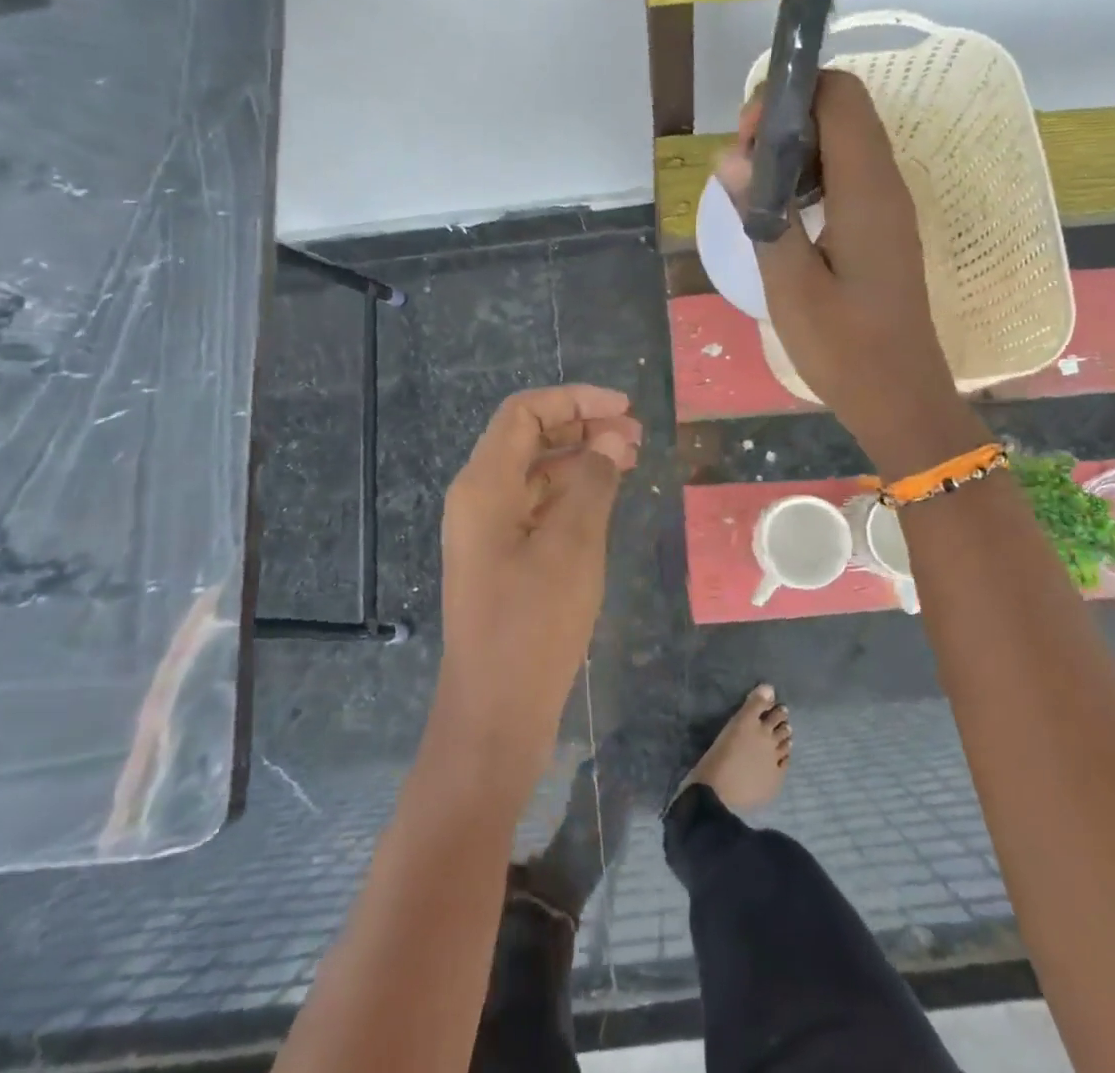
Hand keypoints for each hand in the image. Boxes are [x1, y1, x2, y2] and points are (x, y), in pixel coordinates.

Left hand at [436, 384, 641, 775]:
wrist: (495, 713)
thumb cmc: (534, 624)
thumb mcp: (573, 545)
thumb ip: (593, 481)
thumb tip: (612, 438)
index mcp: (484, 485)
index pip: (524, 412)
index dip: (574, 399)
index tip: (625, 408)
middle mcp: (478, 498)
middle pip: (528, 437)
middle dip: (582, 426)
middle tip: (636, 436)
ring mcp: (487, 530)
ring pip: (535, 471)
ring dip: (580, 458)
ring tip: (630, 461)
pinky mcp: (501, 557)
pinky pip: (536, 505)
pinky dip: (571, 492)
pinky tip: (605, 499)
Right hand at [716, 71, 983, 476]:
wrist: (900, 398)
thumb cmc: (844, 349)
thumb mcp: (790, 286)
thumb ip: (763, 216)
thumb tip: (731, 157)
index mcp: (867, 190)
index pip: (838, 95)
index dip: (789, 96)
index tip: (748, 140)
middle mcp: (885, 184)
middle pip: (840, 110)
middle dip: (785, 120)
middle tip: (743, 170)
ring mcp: (888, 206)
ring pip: (842, 142)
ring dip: (795, 150)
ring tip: (755, 191)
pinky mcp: (883, 228)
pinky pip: (847, 175)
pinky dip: (810, 176)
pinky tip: (782, 215)